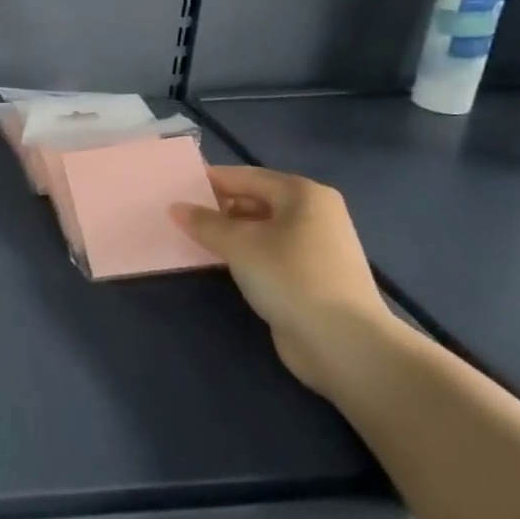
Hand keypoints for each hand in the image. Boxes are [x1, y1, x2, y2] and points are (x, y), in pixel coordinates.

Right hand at [173, 165, 397, 396]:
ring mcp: (317, 245)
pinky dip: (246, 253)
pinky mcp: (313, 275)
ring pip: (262, 228)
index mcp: (303, 194)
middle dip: (219, 207)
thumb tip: (176, 207)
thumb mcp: (238, 244)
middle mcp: (315, 213)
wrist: (343, 342)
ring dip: (231, 232)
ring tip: (194, 239)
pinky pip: (270, 252)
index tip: (176, 189)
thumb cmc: (290, 277)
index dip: (210, 181)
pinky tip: (222, 263)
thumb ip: (204, 222)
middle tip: (181, 217)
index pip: (246, 176)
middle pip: (256, 199)